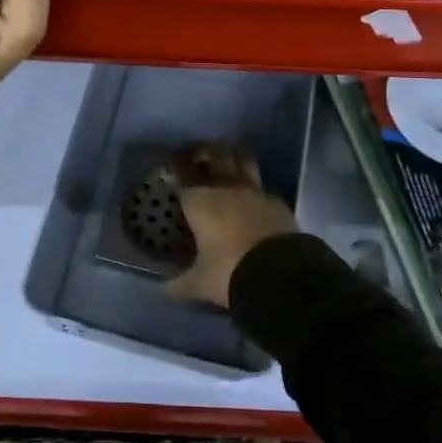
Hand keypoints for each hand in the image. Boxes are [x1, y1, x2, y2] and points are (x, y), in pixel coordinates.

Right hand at [164, 143, 297, 307]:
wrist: (279, 275)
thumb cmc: (228, 272)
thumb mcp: (199, 284)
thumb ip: (179, 284)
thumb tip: (163, 292)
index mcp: (200, 201)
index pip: (184, 176)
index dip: (178, 167)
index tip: (174, 163)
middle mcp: (226, 188)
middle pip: (216, 155)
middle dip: (206, 150)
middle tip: (200, 153)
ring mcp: (255, 193)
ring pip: (243, 161)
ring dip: (235, 157)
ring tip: (229, 159)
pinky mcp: (278, 203)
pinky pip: (263, 188)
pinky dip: (257, 189)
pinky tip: (255, 199)